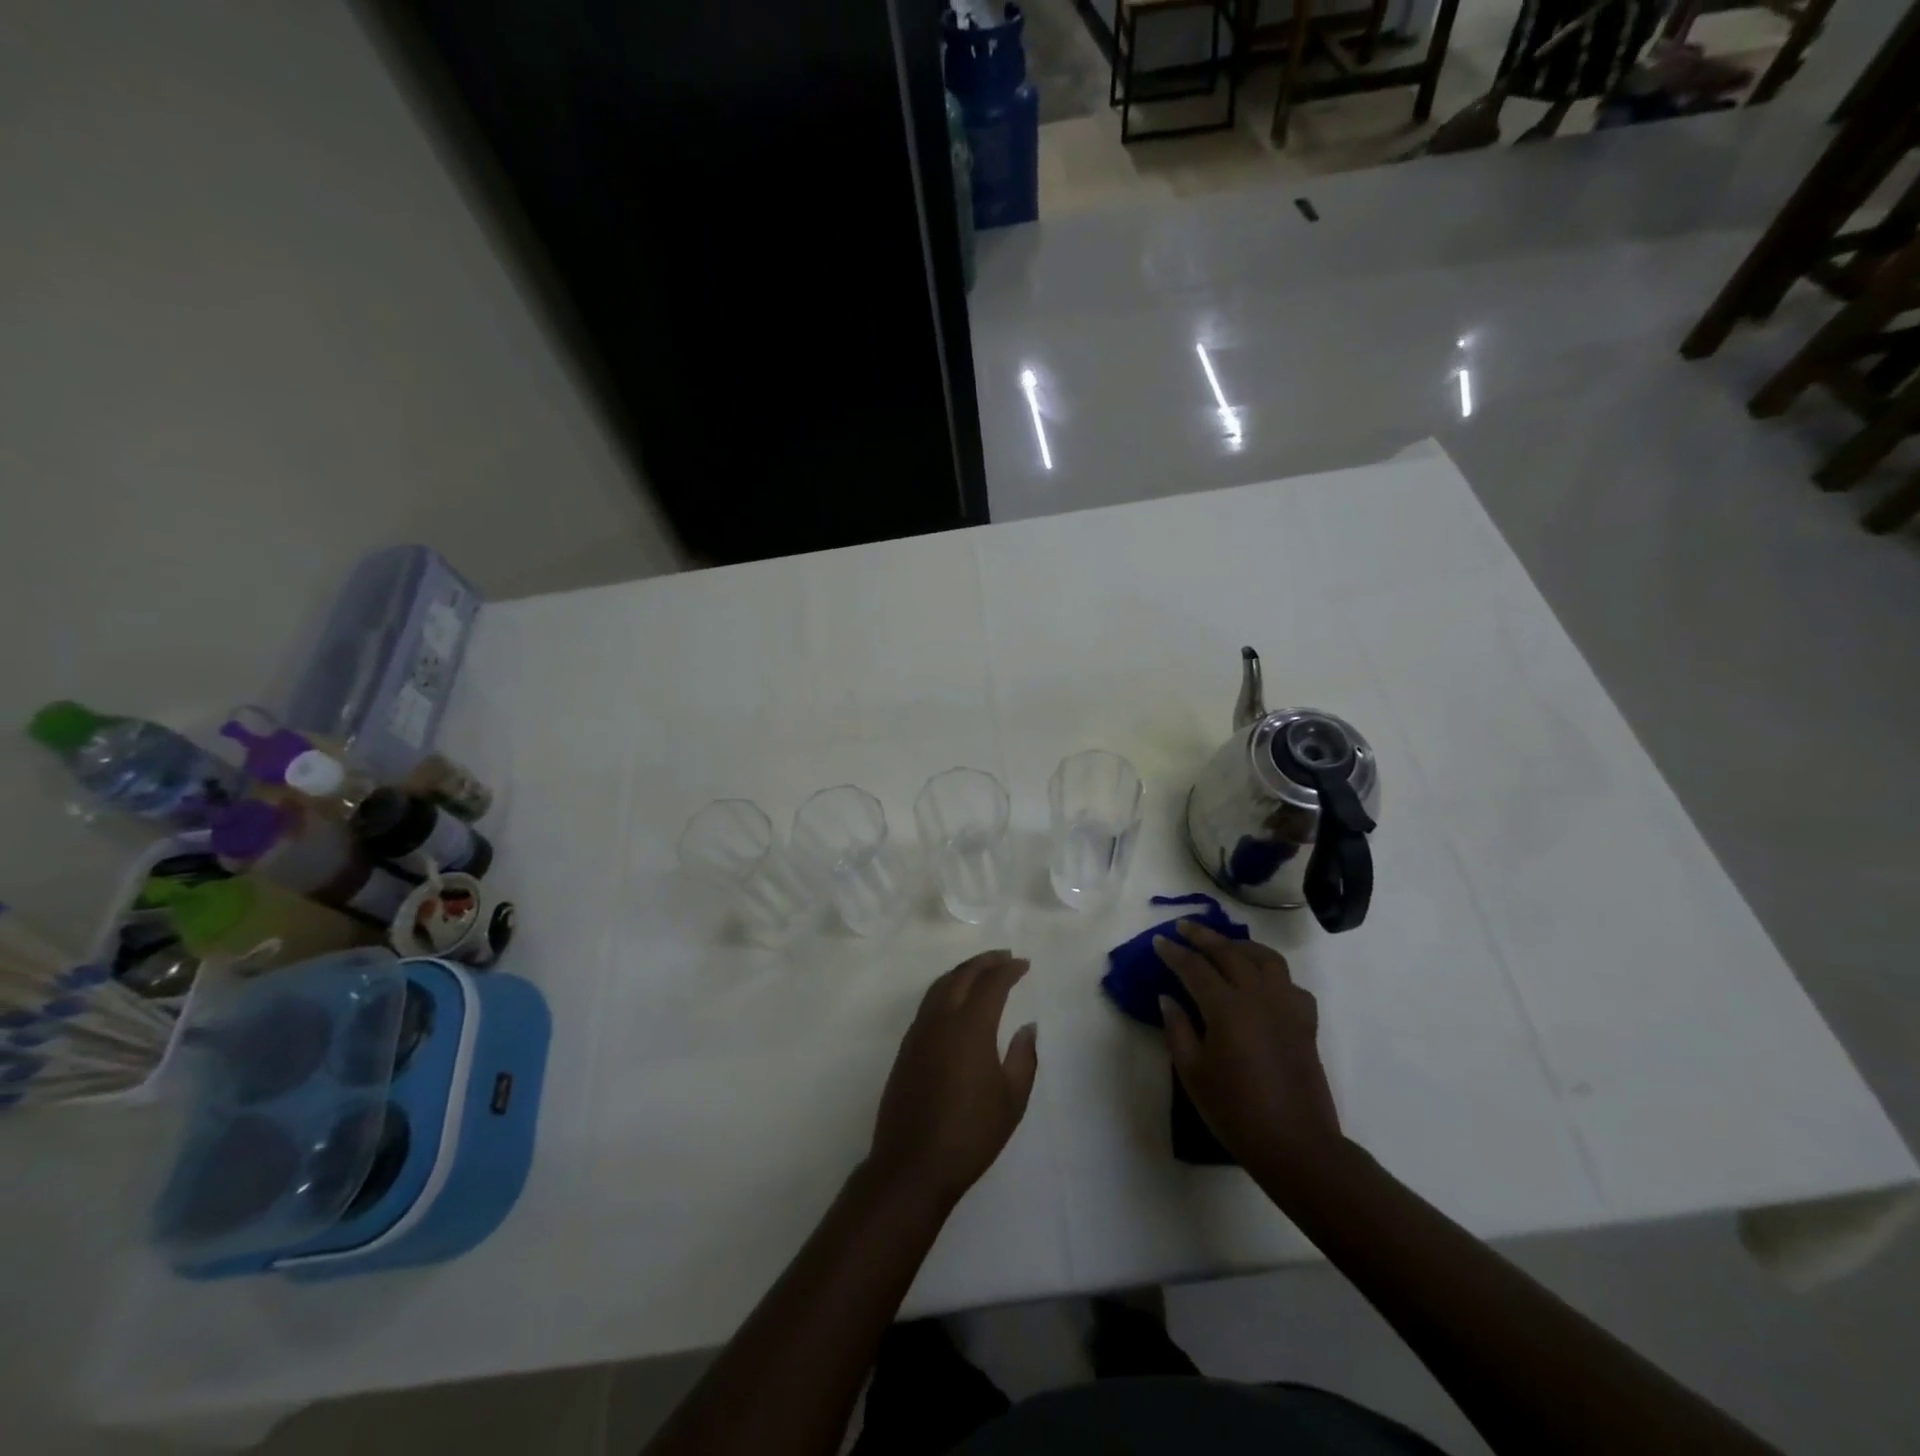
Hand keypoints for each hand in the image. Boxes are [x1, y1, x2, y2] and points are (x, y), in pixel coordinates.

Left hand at [867, 950, 1038, 1208]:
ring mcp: (919, 1032)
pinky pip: (929, 1003)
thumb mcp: (1011, 1099)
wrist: (913, 1164)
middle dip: (984, 962)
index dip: (1009, 970)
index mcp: (970, 1026)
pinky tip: (956, 1001)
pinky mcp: (907, 1048)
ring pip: (941, 985)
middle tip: (1004, 957)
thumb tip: (1027, 1026)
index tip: (1024, 964)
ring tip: (981, 971)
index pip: (991, 983)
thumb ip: (1023, 1057)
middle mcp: (941, 1019)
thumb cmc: (970, 1133)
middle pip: (962, 975)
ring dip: (962, 972)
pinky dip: (946, 989)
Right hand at [1153, 921, 1341, 1180]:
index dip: (1174, 953)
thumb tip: (1168, 998)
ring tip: (1225, 945)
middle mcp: (1258, 997)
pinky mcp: (1306, 1023)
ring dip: (1241, 946)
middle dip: (1204, 936)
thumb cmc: (1235, 1111)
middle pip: (1229, 953)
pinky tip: (1262, 983)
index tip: (1159, 941)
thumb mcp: (1193, 1072)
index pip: (1194, 968)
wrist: (1295, 1145)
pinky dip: (1273, 975)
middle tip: (1184, 926)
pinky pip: (1290, 984)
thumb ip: (1178, 1029)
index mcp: (1226, 1007)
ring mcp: (1286, 1007)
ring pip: (1266, 959)